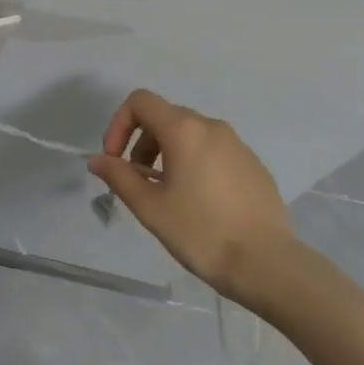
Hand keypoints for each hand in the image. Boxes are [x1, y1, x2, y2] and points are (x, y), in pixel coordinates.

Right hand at [87, 90, 294, 303]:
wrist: (266, 263)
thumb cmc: (201, 232)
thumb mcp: (150, 207)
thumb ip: (119, 177)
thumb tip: (97, 159)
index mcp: (184, 129)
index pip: (140, 101)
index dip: (119, 124)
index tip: (115, 161)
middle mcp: (211, 126)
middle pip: (164, 116)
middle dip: (141, 143)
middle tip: (138, 182)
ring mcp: (237, 143)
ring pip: (190, 134)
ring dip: (167, 153)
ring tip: (166, 194)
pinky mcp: (253, 163)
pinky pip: (213, 151)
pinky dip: (194, 163)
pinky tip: (199, 202)